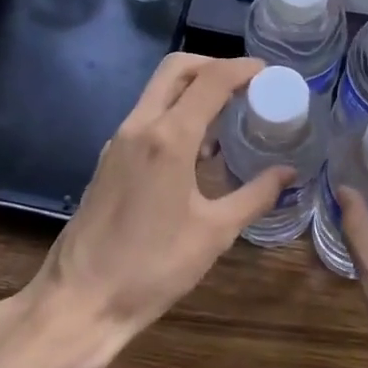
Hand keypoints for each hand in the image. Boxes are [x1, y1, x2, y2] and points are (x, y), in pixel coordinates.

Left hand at [27, 54, 293, 353]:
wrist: (80, 302)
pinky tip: (197, 147)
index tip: (268, 72)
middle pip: (177, 68)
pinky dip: (176, 111)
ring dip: (193, 88)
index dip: (242, 68)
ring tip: (228, 113)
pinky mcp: (109, 157)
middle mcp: (140, 126)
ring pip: (159, 89)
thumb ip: (255, 195)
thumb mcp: (215, 233)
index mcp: (169, 138)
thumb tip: (288, 172)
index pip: (211, 80)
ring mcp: (119, 140)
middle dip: (214, 65)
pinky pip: (148, 115)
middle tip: (246, 84)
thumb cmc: (152, 268)